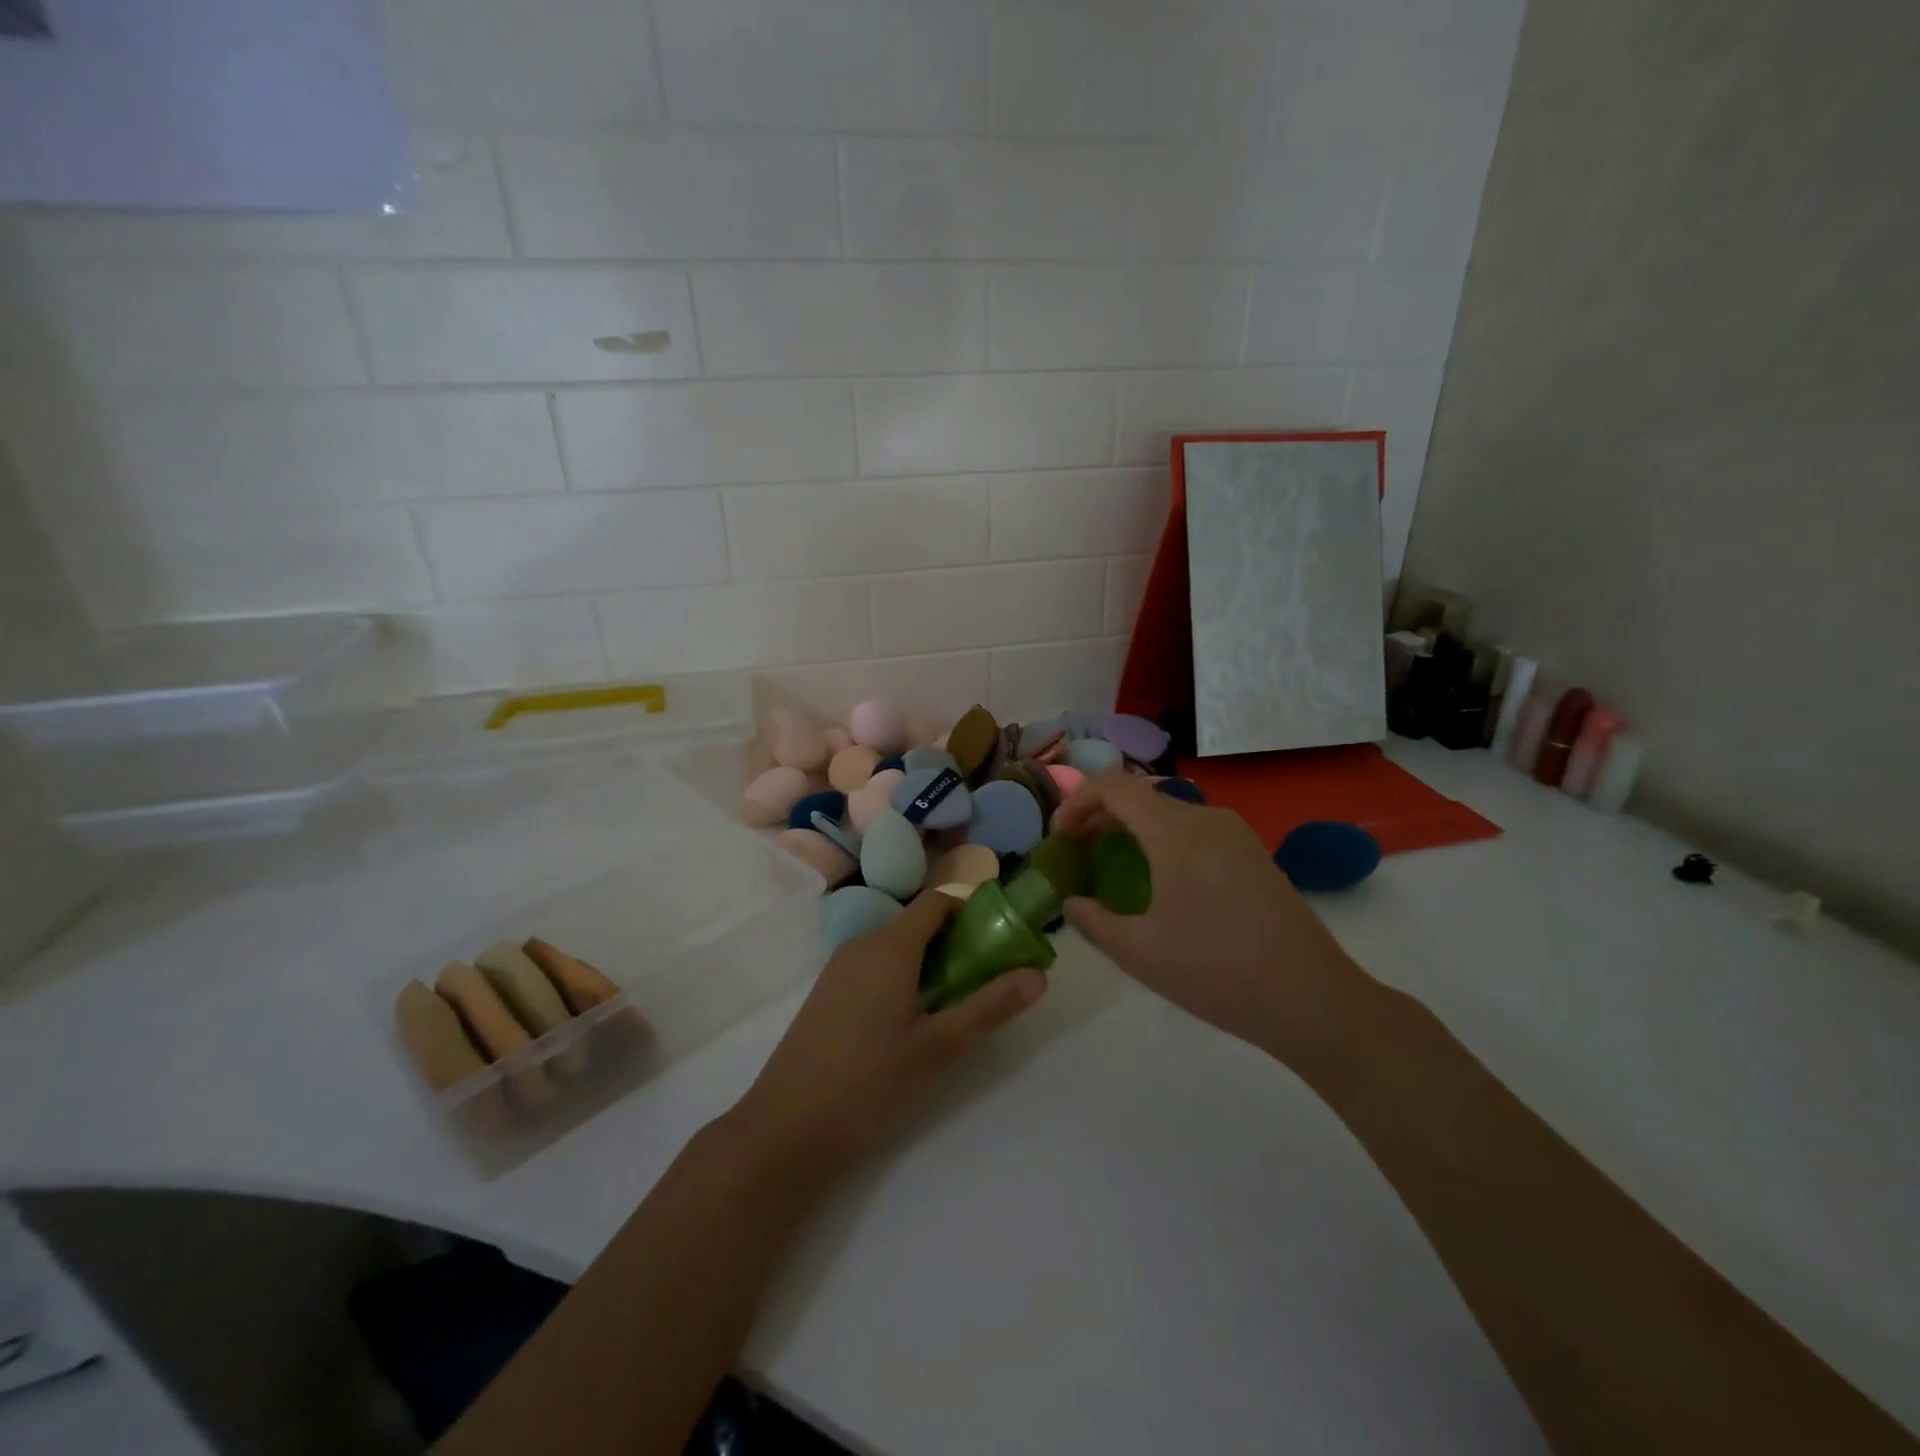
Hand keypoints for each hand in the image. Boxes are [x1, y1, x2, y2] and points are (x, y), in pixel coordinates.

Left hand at [726, 892, 1045, 1187]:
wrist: (785, 1128)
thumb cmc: (870, 1081)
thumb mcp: (939, 1047)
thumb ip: (989, 1007)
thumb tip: (1039, 975)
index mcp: (890, 945)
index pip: (937, 903)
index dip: (971, 910)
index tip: (1002, 935)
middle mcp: (862, 944)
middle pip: (917, 924)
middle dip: (956, 942)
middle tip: (988, 978)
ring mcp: (839, 969)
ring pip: (895, 947)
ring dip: (929, 962)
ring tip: (956, 1003)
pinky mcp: (827, 994)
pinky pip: (873, 967)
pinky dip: (902, 977)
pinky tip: (912, 1021)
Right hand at [1054, 773, 1366, 1068]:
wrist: (1311, 1000)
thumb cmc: (1216, 972)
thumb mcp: (1139, 952)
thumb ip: (1093, 920)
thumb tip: (1071, 903)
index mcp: (1176, 832)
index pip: (1113, 786)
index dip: (1077, 802)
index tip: (1060, 837)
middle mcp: (1206, 818)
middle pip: (1140, 796)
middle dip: (1100, 815)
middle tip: (1076, 851)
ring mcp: (1235, 833)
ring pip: (1168, 811)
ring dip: (1132, 827)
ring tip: (1111, 863)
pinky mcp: (1253, 853)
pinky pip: (1194, 829)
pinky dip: (1162, 839)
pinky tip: (1158, 879)